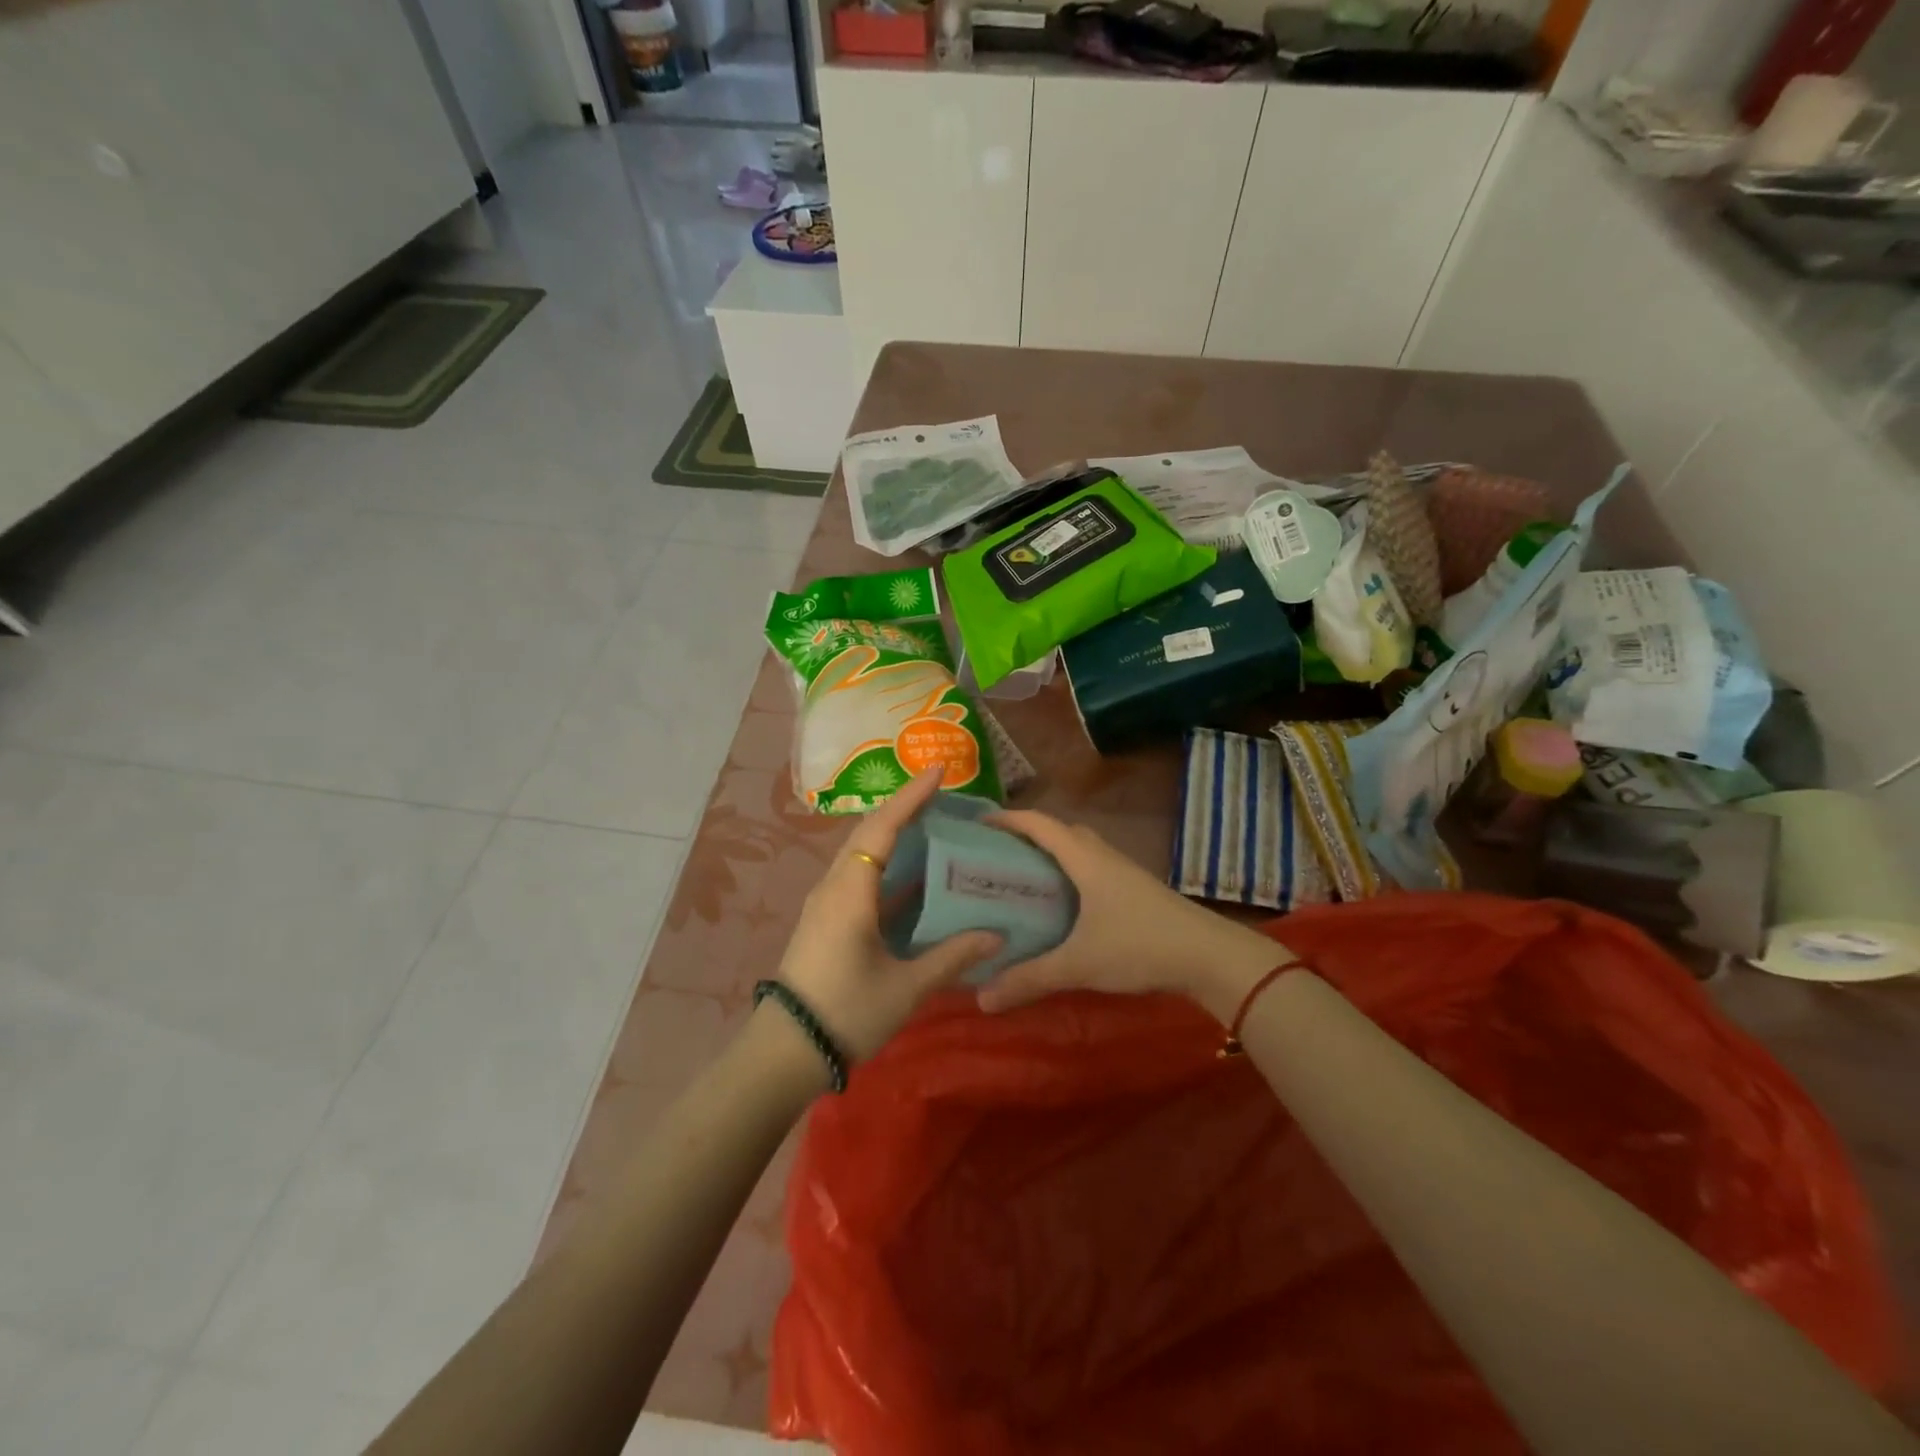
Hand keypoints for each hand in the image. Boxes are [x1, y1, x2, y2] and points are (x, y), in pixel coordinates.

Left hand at [775, 765, 1001, 1060]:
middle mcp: (835, 886)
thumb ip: (951, 956)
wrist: (786, 1051)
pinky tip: (915, 876)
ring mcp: (827, 903)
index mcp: (851, 891)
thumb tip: (997, 935)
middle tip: (942, 794)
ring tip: (934, 826)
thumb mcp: (906, 987)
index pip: (883, 827)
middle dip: (904, 807)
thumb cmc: (847, 1012)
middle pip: (869, 832)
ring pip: (862, 854)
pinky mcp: (827, 920)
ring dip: (894, 834)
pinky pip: (860, 877)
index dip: (912, 796)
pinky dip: (887, 866)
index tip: (940, 769)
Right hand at [976, 810, 1286, 1021]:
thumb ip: (1030, 979)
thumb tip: (981, 999)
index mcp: (1084, 858)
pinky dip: (1071, 874)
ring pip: (1080, 850)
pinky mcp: (1136, 891)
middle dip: (1027, 837)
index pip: (1039, 824)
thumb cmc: (1140, 946)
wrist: (1210, 956)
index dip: (1008, 819)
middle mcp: (1102, 855)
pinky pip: (1093, 868)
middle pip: (1060, 832)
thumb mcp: (1079, 964)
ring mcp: (1123, 872)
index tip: (978, 826)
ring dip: (1052, 855)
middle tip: (996, 857)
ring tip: (1023, 880)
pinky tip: (1063, 906)